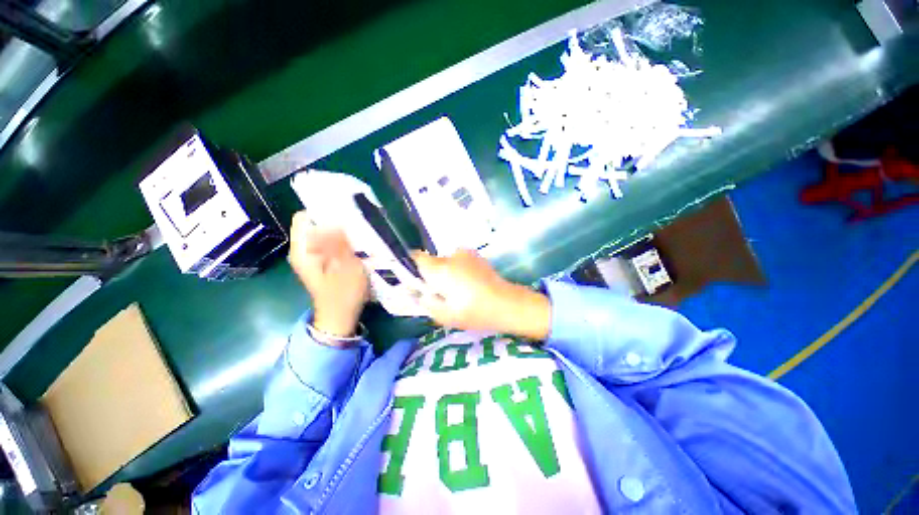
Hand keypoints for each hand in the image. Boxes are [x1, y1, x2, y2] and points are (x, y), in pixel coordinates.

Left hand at [289, 212, 368, 338]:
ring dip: (340, 230)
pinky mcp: (321, 262)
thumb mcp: (346, 267)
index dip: (322, 210)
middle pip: (314, 224)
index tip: (343, 210)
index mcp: (302, 250)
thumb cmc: (343, 294)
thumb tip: (336, 221)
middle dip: (334, 219)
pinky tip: (356, 243)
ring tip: (359, 230)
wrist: (339, 317)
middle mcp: (302, 250)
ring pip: (323, 233)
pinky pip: (328, 243)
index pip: (304, 217)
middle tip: (356, 220)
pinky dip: (341, 240)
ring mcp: (311, 256)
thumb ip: (340, 243)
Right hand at [413, 249, 550, 340]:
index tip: (417, 281)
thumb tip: (417, 292)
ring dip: (447, 273)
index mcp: (440, 269)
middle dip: (432, 275)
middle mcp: (451, 256)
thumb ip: (426, 302)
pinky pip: (459, 261)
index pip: (417, 257)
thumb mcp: (444, 315)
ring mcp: (466, 254)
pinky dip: (459, 270)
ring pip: (447, 262)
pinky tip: (469, 285)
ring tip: (459, 291)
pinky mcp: (477, 256)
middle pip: (433, 262)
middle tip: (441, 294)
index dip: (413, 267)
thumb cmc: (474, 312)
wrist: (507, 304)